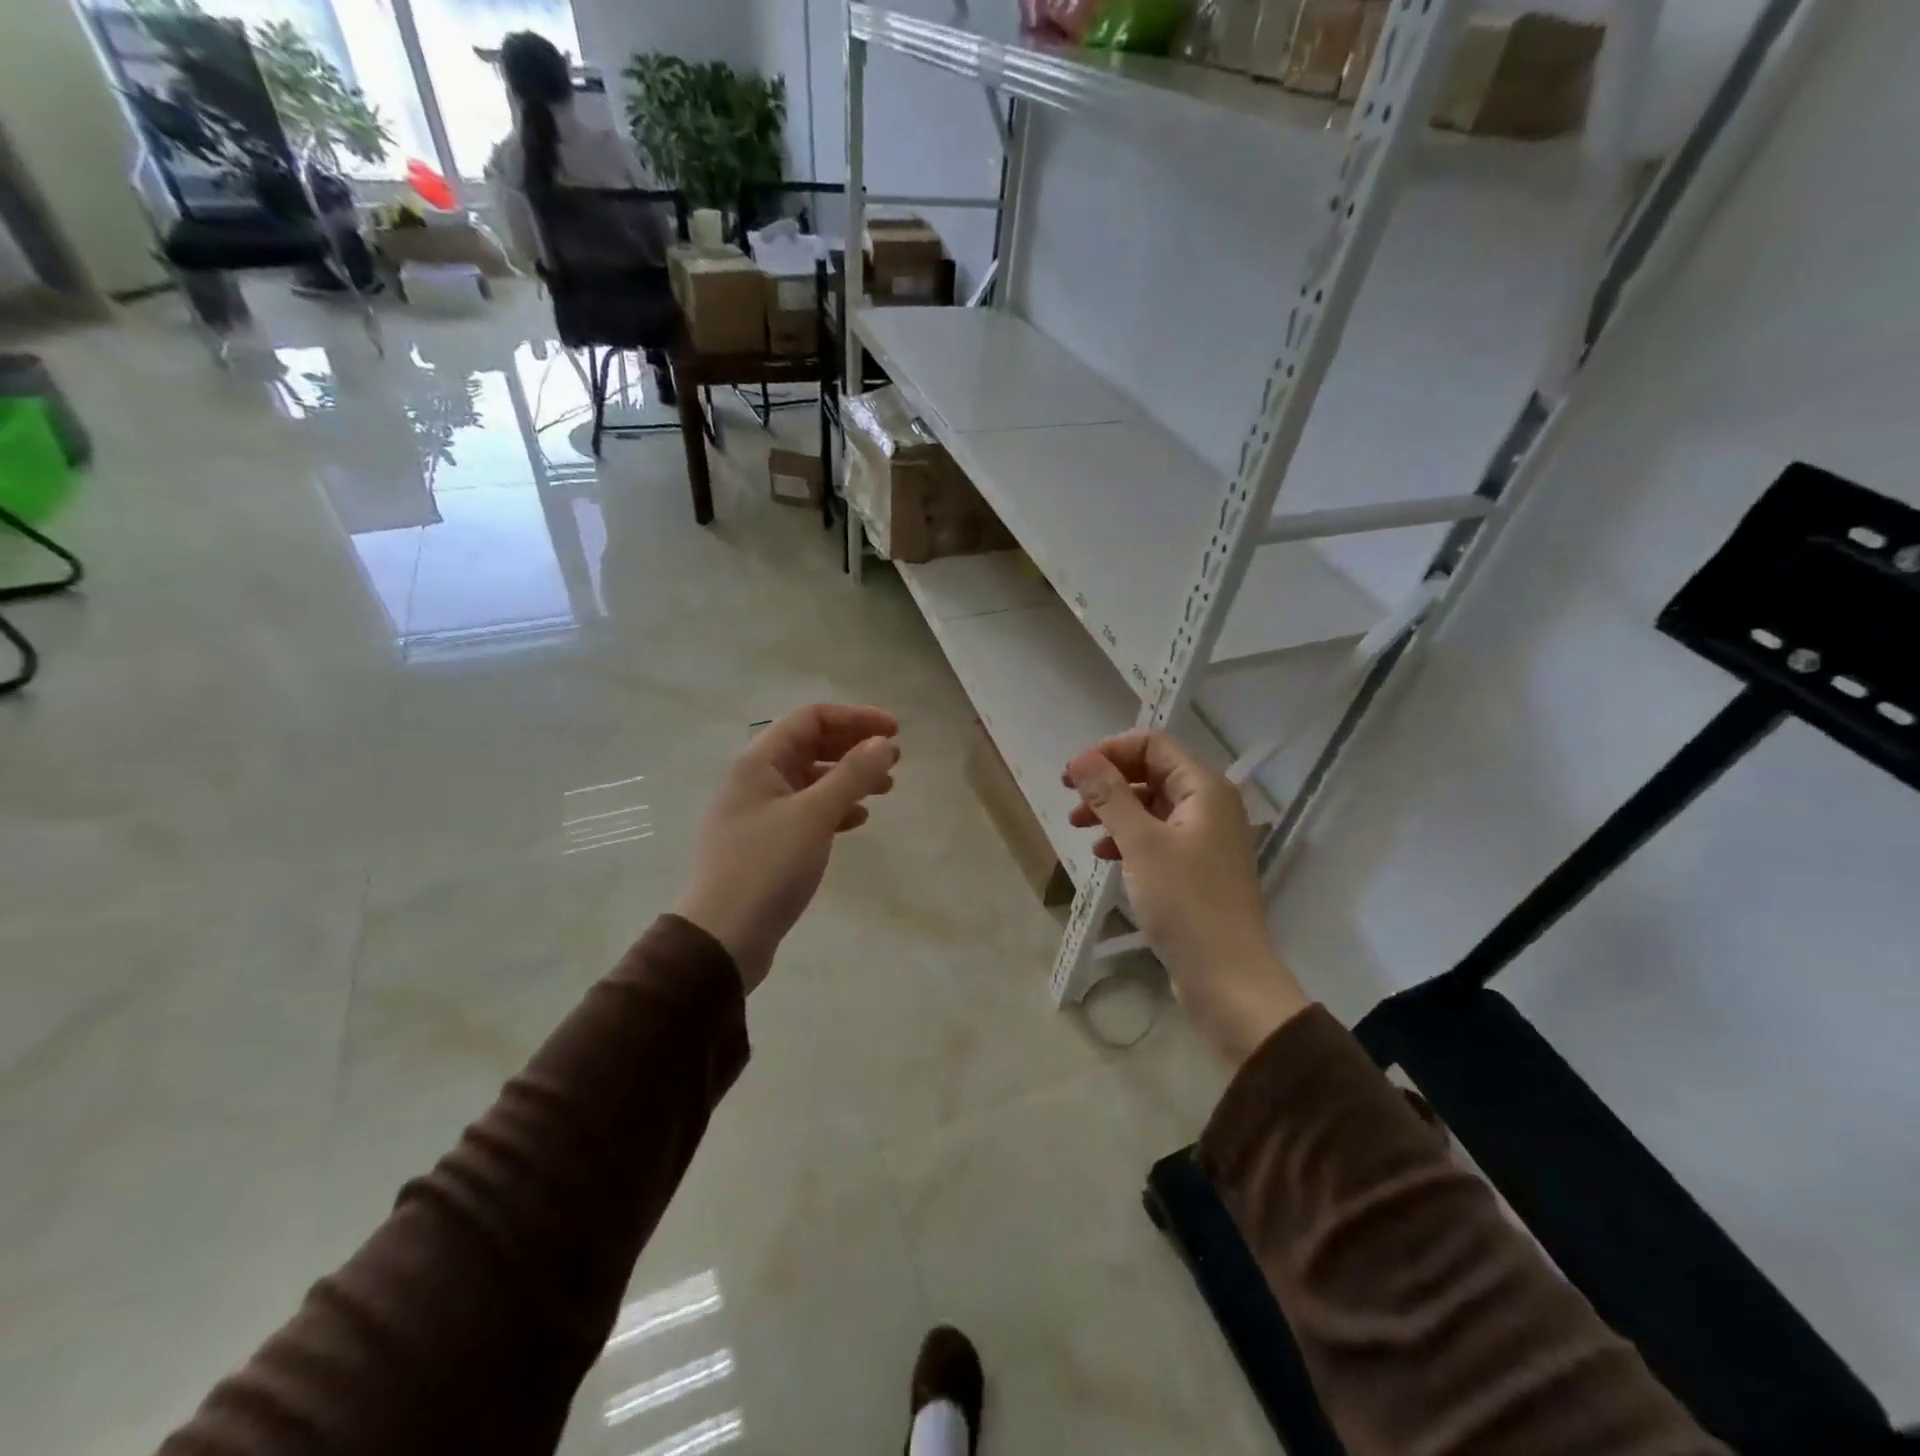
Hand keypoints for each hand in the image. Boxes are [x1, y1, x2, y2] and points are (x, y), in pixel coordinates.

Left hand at [676, 704, 899, 992]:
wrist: (723, 938)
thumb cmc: (767, 867)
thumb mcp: (814, 815)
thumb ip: (852, 775)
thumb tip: (883, 743)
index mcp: (760, 761)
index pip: (812, 718)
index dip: (856, 718)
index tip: (895, 732)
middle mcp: (757, 779)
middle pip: (812, 745)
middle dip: (855, 747)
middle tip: (895, 760)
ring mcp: (760, 812)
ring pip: (812, 780)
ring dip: (849, 778)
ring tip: (885, 789)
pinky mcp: (767, 843)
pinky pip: (807, 811)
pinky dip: (835, 809)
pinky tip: (857, 821)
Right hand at [1065, 731, 1308, 1065]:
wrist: (1227, 978)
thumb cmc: (1186, 902)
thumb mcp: (1141, 843)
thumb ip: (1111, 797)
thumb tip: (1082, 760)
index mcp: (1204, 788)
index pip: (1153, 744)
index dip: (1110, 752)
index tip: (1072, 774)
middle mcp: (1209, 805)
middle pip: (1152, 772)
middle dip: (1108, 781)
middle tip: (1069, 797)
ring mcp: (1204, 838)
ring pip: (1151, 806)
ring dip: (1113, 810)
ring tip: (1077, 826)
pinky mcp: (1196, 868)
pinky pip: (1157, 837)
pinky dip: (1128, 838)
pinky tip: (1104, 855)